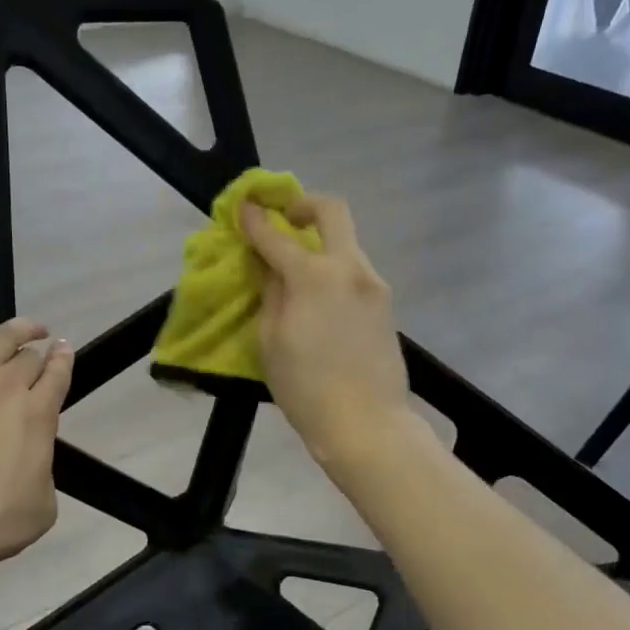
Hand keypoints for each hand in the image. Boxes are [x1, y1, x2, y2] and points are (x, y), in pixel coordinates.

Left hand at [0, 290, 72, 572]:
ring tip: (26, 325)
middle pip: (27, 358)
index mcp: (37, 415)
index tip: (65, 350)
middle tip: (43, 346)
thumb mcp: (39, 511)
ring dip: (16, 328)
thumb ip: (44, 476)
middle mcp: (5, 386)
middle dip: (40, 350)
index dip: (64, 362)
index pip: (57, 377)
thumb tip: (33, 461)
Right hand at [240, 194, 411, 466]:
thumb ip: (271, 294)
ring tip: (298, 273)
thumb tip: (271, 267)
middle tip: (285, 219)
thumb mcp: (271, 341)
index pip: (277, 235)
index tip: (243, 207)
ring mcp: (374, 284)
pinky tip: (320, 301)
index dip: (255, 219)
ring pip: (347, 243)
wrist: (367, 424)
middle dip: (305, 205)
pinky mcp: (386, 305)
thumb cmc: (306, 388)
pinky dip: (334, 271)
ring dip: (321, 245)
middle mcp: (350, 268)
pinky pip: (355, 272)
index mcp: (315, 276)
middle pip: (333, 211)